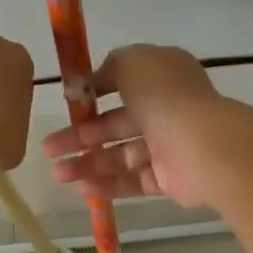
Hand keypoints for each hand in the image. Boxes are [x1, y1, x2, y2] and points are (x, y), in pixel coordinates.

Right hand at [41, 44, 223, 205]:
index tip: (67, 104)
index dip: (94, 93)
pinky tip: (82, 189)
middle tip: (49, 148)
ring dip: (88, 163)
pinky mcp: (170, 179)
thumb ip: (110, 67)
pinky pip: (134, 180)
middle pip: (116, 123)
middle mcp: (166, 109)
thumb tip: (95, 81)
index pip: (124, 82)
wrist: (204, 144)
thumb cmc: (165, 95)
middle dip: (80, 135)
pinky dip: (109, 184)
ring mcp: (169, 145)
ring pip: (121, 154)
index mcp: (162, 76)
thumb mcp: (132, 62)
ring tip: (58, 174)